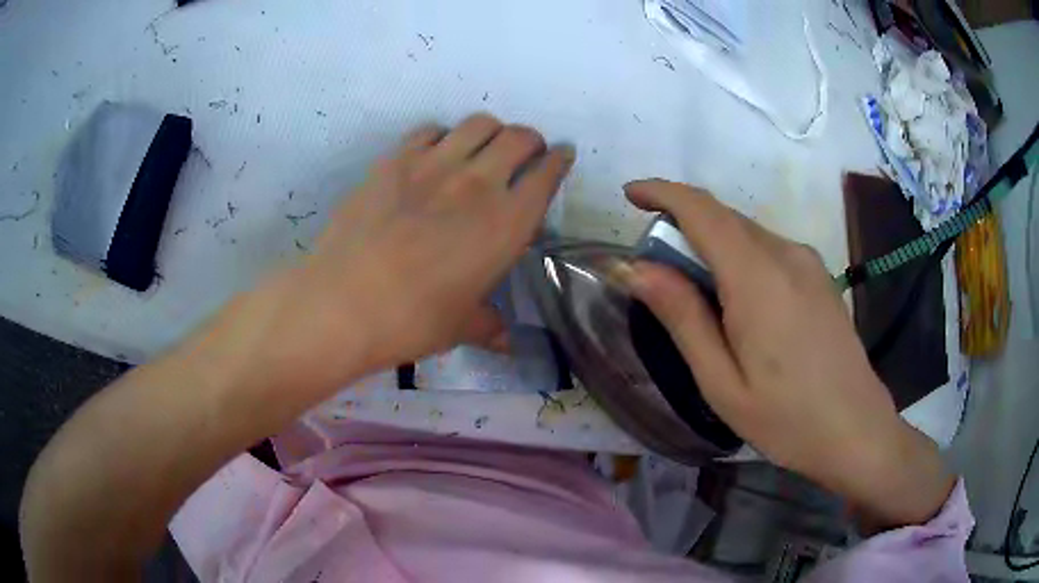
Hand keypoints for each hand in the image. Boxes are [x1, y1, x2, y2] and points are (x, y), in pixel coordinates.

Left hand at [244, 114, 573, 393]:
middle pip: (519, 137)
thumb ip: (489, 326)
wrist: (343, 302)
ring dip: (492, 131)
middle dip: (531, 140)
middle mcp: (478, 182)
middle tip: (526, 153)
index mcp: (507, 223)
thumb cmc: (412, 320)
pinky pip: (429, 130)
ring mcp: (434, 164)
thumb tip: (506, 342)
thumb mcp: (460, 327)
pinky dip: (443, 135)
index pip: (547, 174)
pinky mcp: (394, 160)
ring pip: (479, 123)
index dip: (559, 161)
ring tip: (484, 148)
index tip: (562, 156)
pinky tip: (436, 153)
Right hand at [624, 179, 953, 530]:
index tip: (631, 194)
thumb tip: (636, 269)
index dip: (662, 192)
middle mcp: (786, 253)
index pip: (702, 210)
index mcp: (758, 277)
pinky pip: (768, 249)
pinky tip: (738, 302)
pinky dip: (739, 256)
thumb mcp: (721, 382)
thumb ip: (682, 317)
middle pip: (724, 218)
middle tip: (655, 270)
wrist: (856, 430)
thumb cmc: (786, 418)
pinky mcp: (819, 276)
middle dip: (682, 226)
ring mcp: (808, 262)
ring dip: (712, 244)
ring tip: (696, 294)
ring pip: (747, 232)